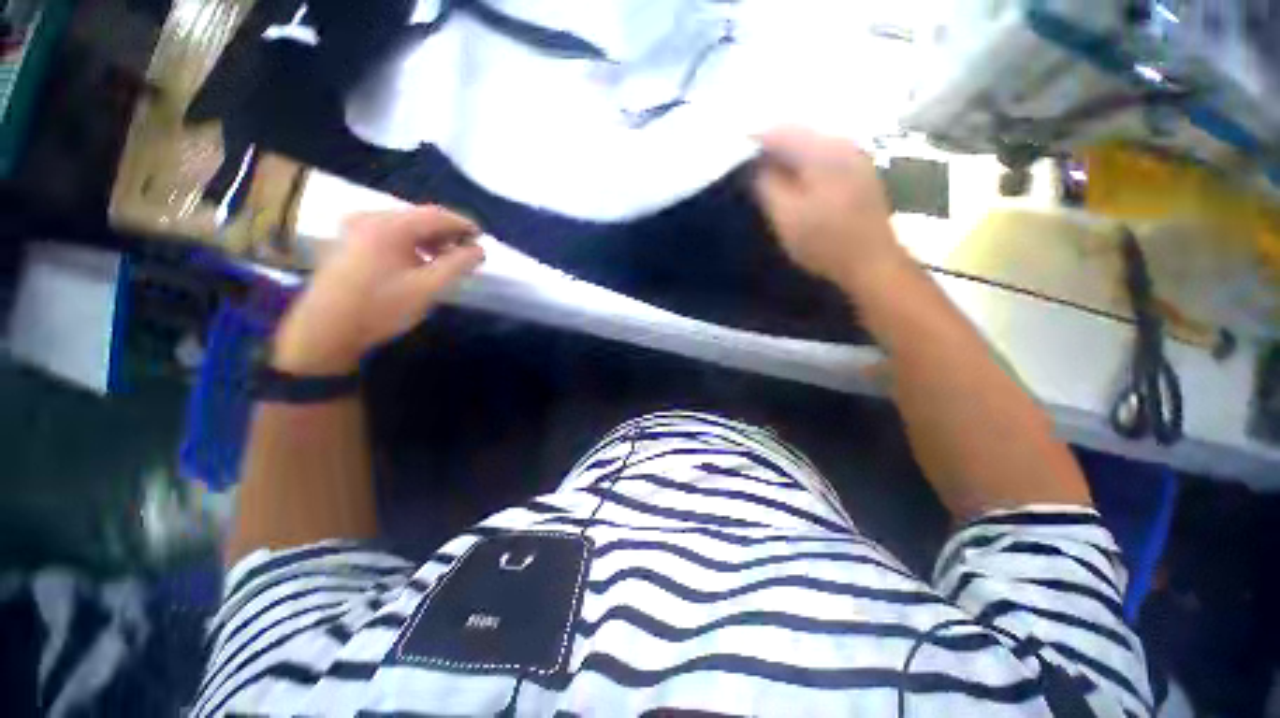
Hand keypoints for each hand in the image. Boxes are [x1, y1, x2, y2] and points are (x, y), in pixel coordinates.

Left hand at [273, 205, 484, 374]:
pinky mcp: (349, 242)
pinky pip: (390, 235)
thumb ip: (458, 265)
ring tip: (447, 261)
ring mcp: (355, 228)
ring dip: (430, 241)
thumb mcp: (428, 287)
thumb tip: (479, 250)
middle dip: (447, 234)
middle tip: (467, 253)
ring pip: (405, 227)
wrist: (326, 330)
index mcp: (389, 225)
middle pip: (419, 218)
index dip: (463, 224)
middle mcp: (369, 217)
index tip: (483, 239)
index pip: (436, 215)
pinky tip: (420, 262)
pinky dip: (411, 245)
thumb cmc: (382, 307)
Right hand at [753, 127, 908, 293]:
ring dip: (790, 155)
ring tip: (771, 173)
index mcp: (821, 152)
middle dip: (773, 146)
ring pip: (813, 144)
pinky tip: (798, 181)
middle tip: (752, 165)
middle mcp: (842, 143)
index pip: (781, 131)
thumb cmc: (824, 242)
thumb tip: (759, 165)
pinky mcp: (861, 172)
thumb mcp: (785, 217)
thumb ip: (767, 186)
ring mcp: (856, 156)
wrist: (871, 262)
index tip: (738, 152)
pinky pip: (825, 155)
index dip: (755, 139)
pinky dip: (806, 163)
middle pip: (800, 133)